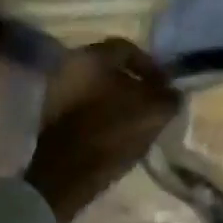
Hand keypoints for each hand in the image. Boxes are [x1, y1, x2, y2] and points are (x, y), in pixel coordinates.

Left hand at [24, 39, 180, 222]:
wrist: (66, 174)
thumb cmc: (112, 132)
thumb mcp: (154, 112)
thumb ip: (168, 96)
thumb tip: (172, 93)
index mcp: (92, 56)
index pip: (128, 49)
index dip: (151, 67)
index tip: (164, 87)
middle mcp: (69, 65)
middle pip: (110, 68)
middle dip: (133, 83)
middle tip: (152, 102)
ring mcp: (55, 89)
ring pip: (96, 87)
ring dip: (117, 99)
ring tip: (136, 120)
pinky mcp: (50, 114)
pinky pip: (83, 105)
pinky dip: (100, 113)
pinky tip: (115, 132)